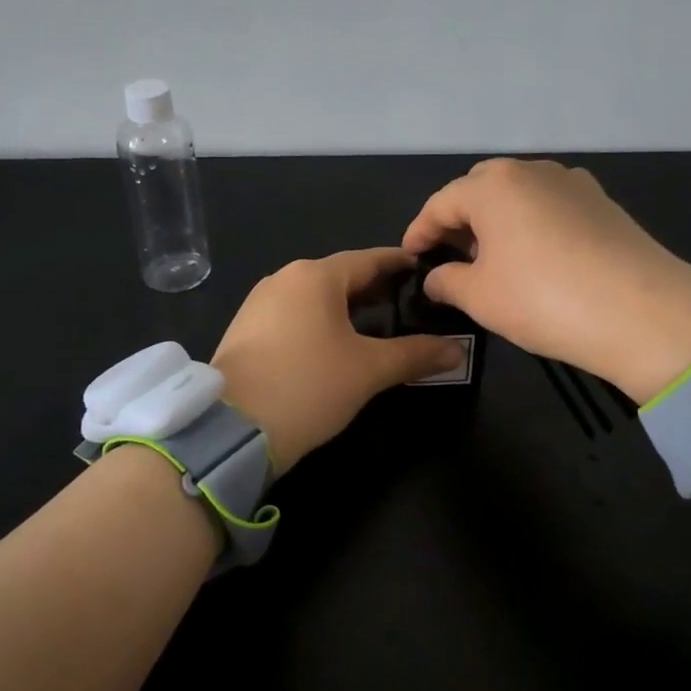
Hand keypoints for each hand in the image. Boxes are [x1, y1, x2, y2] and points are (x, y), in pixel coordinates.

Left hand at [211, 248, 463, 473]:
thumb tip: (459, 350)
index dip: (399, 264)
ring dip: (346, 307)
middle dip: (374, 288)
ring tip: (376, 325)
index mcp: (315, 276)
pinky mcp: (245, 330)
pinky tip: (334, 344)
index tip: (423, 269)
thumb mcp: (369, 370)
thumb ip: (416, 355)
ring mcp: (259, 303)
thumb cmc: (308, 386)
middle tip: (407, 303)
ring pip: (314, 296)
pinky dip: (320, 321)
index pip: (369, 260)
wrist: (231, 430)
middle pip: (340, 276)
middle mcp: (284, 279)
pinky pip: (293, 314)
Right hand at [402, 158, 690, 403]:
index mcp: (493, 185)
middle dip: (460, 219)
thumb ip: (447, 281)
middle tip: (451, 256)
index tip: (410, 257)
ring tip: (493, 259)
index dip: (420, 231)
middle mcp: (531, 170)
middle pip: (480, 189)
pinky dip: (532, 224)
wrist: (643, 312)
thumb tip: (436, 277)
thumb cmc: (544, 300)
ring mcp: (572, 182)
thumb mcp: (480, 297)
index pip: (441, 203)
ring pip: (519, 195)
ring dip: (498, 220)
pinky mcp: (602, 202)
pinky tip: (536, 258)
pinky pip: (551, 205)